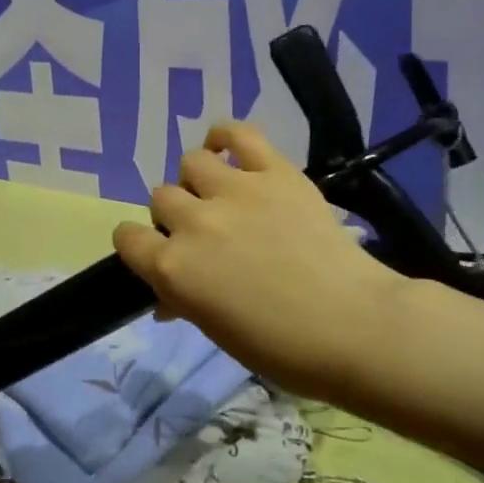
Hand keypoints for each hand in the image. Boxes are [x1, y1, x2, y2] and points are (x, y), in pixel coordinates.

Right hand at [113, 123, 406, 399]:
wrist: (356, 327)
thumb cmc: (283, 348)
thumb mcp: (218, 332)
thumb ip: (184, 302)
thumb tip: (168, 297)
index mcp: (173, 268)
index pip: (127, 238)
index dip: (139, 246)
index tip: (157, 253)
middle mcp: (194, 222)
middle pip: (160, 198)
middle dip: (174, 217)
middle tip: (204, 235)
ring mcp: (235, 191)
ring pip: (191, 163)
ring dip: (198, 182)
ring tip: (221, 197)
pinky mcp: (274, 172)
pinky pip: (237, 134)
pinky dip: (226, 138)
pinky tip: (227, 152)